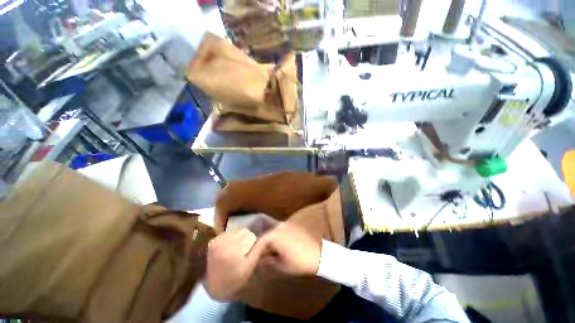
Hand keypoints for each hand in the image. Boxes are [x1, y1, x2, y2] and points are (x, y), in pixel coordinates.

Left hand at [203, 228, 262, 301]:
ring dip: (238, 238)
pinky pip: (228, 233)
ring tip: (235, 250)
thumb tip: (267, 237)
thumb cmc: (235, 279)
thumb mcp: (250, 266)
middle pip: (244, 231)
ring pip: (237, 231)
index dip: (252, 243)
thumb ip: (258, 250)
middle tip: (242, 252)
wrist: (214, 287)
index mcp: (234, 250)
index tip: (248, 254)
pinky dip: (231, 238)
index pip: (251, 236)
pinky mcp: (213, 240)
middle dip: (246, 239)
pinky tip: (228, 249)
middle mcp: (225, 242)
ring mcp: (217, 240)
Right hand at [256, 222, 321, 276]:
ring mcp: (286, 223)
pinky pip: (279, 227)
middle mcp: (278, 225)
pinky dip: (274, 233)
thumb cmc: (298, 262)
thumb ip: (266, 260)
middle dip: (258, 240)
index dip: (253, 250)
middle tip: (254, 249)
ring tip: (263, 245)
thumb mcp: (280, 265)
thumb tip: (259, 258)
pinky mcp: (292, 224)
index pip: (258, 241)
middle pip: (263, 231)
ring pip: (271, 228)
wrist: (318, 254)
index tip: (249, 257)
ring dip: (266, 235)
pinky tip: (275, 241)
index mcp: (274, 234)